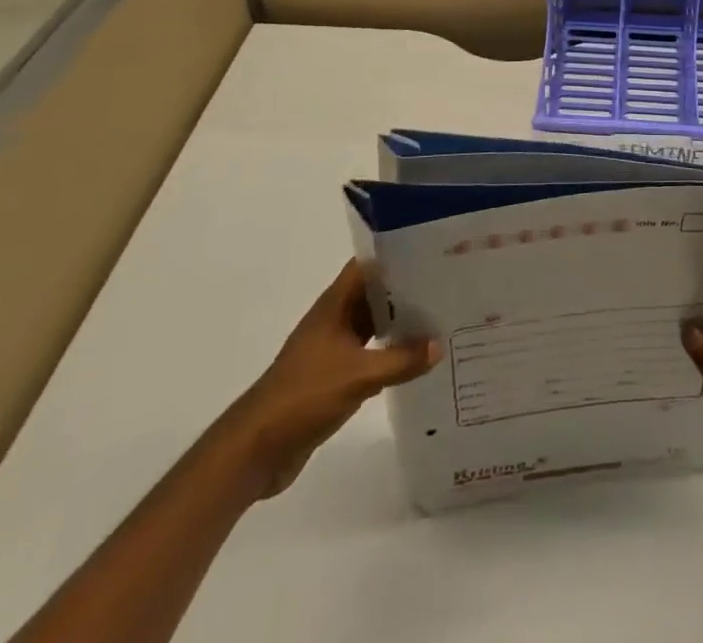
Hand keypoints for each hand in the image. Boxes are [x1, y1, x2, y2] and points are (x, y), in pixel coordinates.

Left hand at [216, 261, 438, 499]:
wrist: (257, 449)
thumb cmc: (304, 395)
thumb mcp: (359, 376)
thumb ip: (401, 360)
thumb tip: (439, 344)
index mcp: (334, 306)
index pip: (367, 266)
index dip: (395, 255)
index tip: (430, 253)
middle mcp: (334, 321)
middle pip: (374, 295)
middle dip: (406, 290)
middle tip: (446, 286)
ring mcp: (332, 350)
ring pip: (373, 326)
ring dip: (400, 324)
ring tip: (439, 320)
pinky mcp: (333, 378)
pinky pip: (369, 356)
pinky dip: (391, 354)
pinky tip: (416, 361)